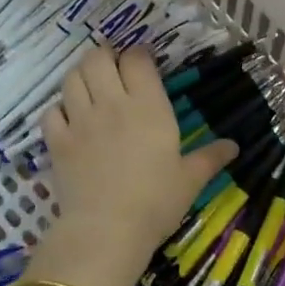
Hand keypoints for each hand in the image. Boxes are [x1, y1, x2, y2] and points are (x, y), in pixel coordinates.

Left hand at [39, 48, 237, 285]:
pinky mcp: (57, 141)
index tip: (142, 62)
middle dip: (104, 55)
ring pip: (71, 78)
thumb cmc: (156, 202)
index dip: (138, 55)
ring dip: (79, 75)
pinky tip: (67, 118)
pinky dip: (57, 109)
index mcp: (149, 107)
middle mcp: (112, 104)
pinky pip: (50, 111)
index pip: (137, 60)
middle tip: (111, 65)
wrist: (108, 230)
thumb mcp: (190, 180)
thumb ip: (210, 157)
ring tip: (89, 84)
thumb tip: (234, 146)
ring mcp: (80, 120)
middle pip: (98, 58)